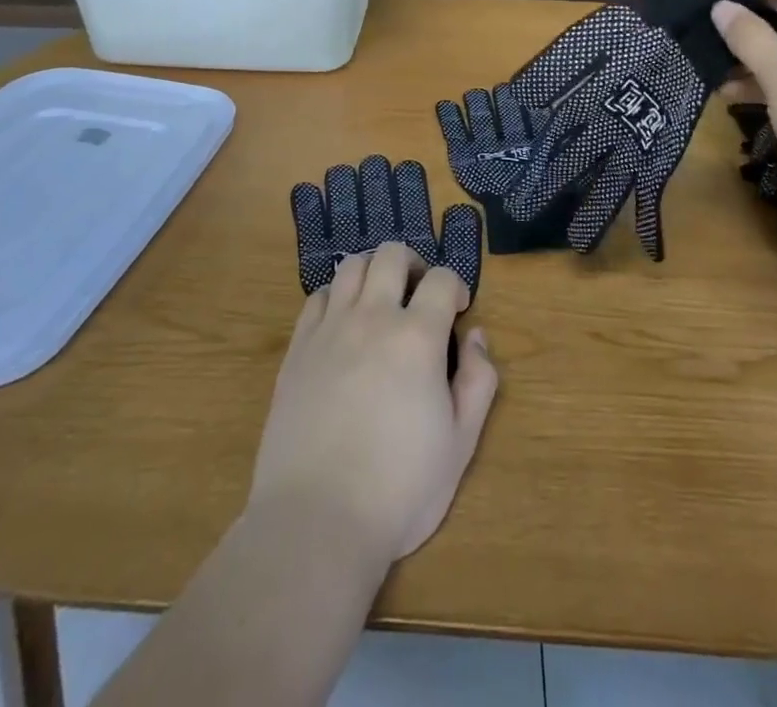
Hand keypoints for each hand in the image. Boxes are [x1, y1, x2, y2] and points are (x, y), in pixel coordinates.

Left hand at [248, 241, 497, 563]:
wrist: (316, 522)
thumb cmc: (399, 488)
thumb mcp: (461, 444)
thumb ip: (478, 381)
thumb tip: (476, 336)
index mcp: (417, 337)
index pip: (442, 278)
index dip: (455, 286)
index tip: (457, 311)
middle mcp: (373, 318)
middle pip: (392, 255)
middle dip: (414, 264)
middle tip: (419, 296)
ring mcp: (330, 330)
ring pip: (352, 266)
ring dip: (374, 272)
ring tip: (381, 301)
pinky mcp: (297, 349)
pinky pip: (316, 297)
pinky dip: (336, 296)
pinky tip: (343, 323)